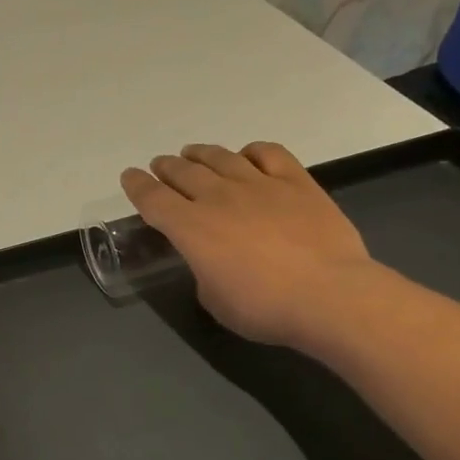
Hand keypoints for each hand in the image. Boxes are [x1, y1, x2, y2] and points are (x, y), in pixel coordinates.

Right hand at [121, 142, 377, 347]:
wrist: (330, 296)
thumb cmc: (265, 308)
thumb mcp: (214, 300)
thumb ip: (204, 271)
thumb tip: (212, 260)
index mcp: (190, 228)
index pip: (152, 198)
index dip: (136, 185)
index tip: (129, 177)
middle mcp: (218, 197)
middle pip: (183, 172)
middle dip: (166, 167)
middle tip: (161, 166)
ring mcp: (258, 185)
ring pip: (220, 157)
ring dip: (201, 154)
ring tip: (193, 154)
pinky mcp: (296, 182)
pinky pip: (269, 153)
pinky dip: (252, 151)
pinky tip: (248, 156)